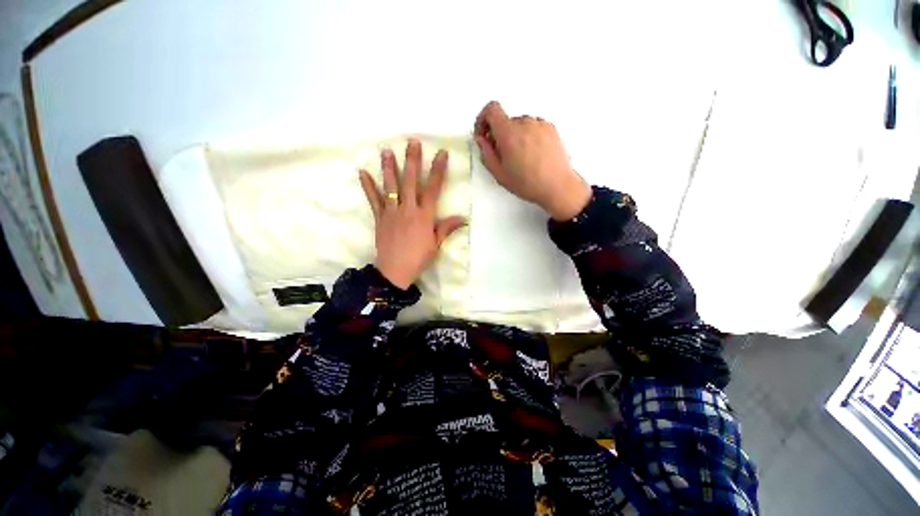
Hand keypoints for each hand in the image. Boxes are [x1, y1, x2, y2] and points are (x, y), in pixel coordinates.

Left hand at [359, 140, 465, 289]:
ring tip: (386, 151)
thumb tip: (463, 218)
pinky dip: (368, 186)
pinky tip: (363, 172)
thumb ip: (446, 228)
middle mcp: (408, 209)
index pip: (433, 188)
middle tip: (412, 142)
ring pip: (390, 187)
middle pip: (410, 182)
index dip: (437, 170)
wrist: (394, 271)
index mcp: (424, 216)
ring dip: (389, 168)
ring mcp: (392, 212)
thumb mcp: (436, 244)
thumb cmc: (418, 258)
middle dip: (412, 161)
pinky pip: (374, 200)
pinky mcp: (380, 218)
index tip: (441, 153)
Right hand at [474, 101, 591, 219]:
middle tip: (502, 155)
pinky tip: (531, 154)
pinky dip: (527, 136)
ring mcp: (539, 124)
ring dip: (514, 136)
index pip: (491, 109)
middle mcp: (525, 123)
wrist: (557, 186)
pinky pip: (532, 126)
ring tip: (519, 158)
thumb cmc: (528, 183)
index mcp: (509, 133)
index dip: (483, 119)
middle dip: (499, 134)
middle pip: (505, 120)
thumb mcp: (499, 174)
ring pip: (519, 124)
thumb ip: (486, 153)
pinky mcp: (550, 128)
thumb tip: (482, 139)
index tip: (483, 133)